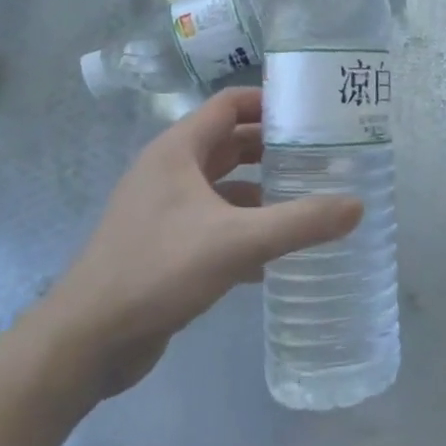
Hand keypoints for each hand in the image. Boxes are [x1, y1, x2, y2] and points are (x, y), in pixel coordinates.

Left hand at [32, 88, 360, 399]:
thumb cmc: (157, 270)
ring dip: (263, 192)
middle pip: (231, 144)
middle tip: (323, 158)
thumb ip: (300, 222)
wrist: (86, 341)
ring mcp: (165, 210)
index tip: (314, 114)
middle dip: (275, 149)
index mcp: (178, 151)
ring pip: (225, 187)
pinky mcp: (165, 246)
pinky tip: (275, 256)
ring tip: (309, 202)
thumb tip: (358, 206)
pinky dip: (246, 229)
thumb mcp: (238, 241)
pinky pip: (215, 224)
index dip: (271, 103)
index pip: (230, 105)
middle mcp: (170, 172)